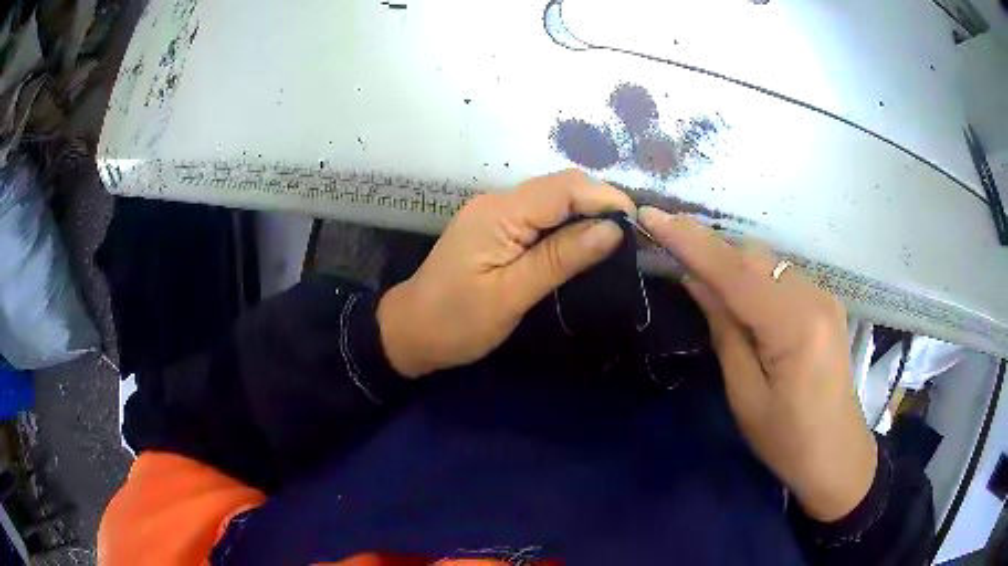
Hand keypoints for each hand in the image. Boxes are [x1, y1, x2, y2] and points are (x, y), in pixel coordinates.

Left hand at [378, 170, 634, 377]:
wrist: (410, 331)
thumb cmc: (457, 322)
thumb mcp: (512, 295)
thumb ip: (561, 258)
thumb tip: (613, 230)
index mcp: (499, 213)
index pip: (564, 188)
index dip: (606, 199)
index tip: (638, 225)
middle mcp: (498, 201)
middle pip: (561, 186)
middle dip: (601, 203)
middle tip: (632, 236)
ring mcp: (495, 211)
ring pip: (553, 198)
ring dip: (587, 212)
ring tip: (618, 239)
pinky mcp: (497, 226)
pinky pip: (541, 213)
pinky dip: (568, 222)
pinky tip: (585, 241)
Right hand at [639, 207, 876, 521]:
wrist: (837, 454)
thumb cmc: (787, 440)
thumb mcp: (745, 394)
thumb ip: (724, 329)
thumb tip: (695, 280)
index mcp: (794, 325)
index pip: (735, 271)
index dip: (689, 240)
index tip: (650, 216)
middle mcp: (814, 296)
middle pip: (752, 256)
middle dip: (710, 253)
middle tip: (672, 263)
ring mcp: (823, 296)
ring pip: (766, 262)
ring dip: (731, 266)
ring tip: (703, 285)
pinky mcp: (825, 302)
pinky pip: (780, 276)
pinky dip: (753, 279)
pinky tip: (741, 301)